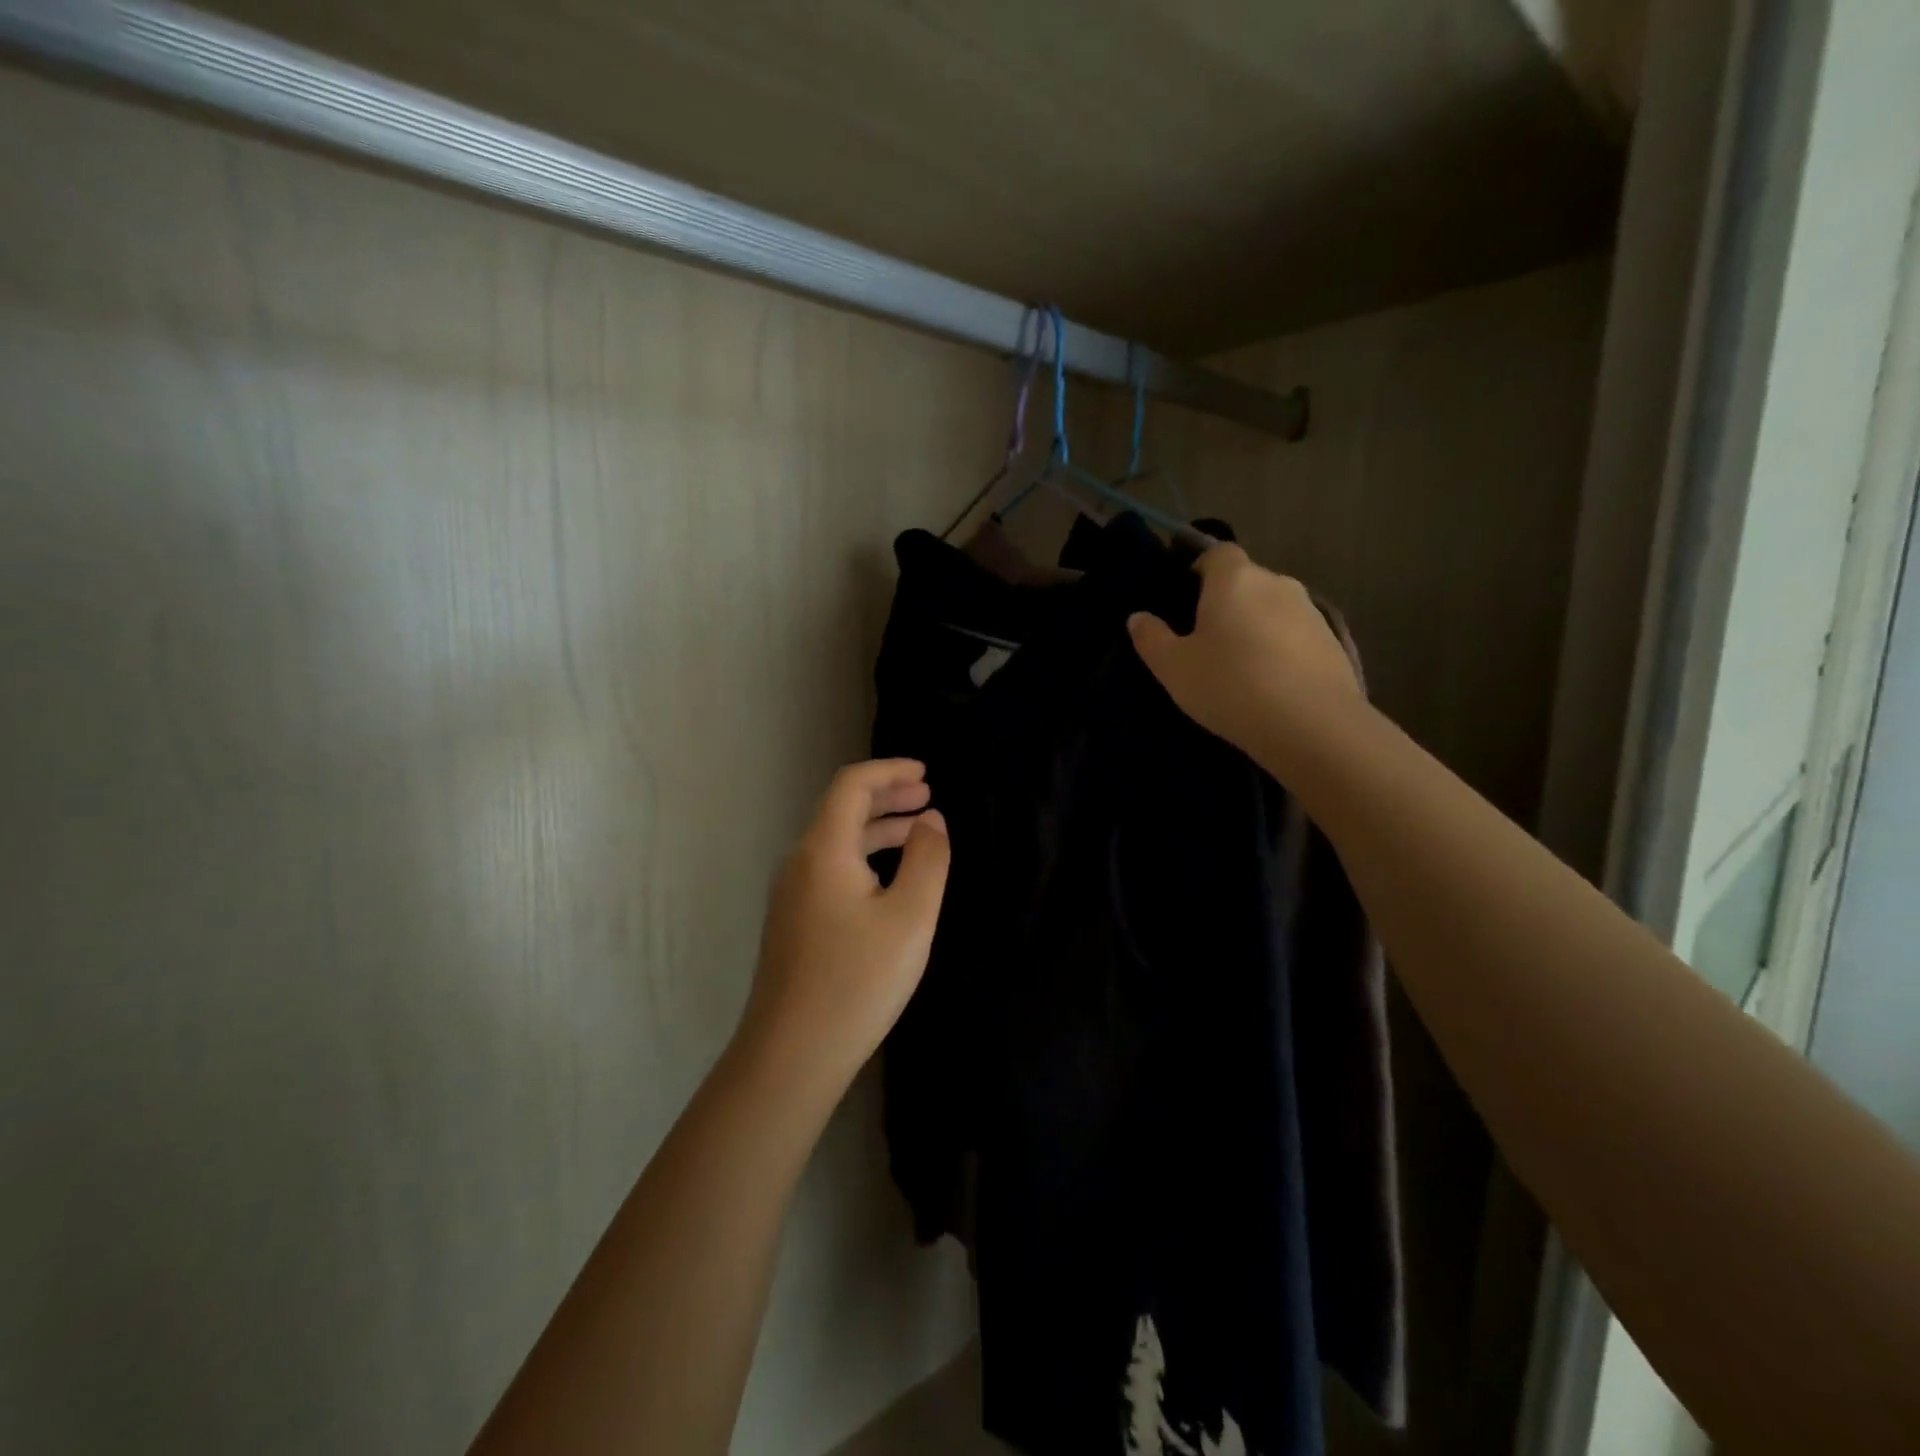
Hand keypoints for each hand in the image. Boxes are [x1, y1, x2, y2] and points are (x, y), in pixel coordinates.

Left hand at [738, 760, 949, 1091]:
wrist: (791, 1055)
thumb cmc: (858, 981)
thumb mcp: (910, 917)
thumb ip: (927, 859)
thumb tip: (932, 820)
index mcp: (824, 850)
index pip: (852, 785)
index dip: (890, 770)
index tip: (925, 774)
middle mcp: (800, 862)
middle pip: (841, 809)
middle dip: (886, 796)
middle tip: (927, 797)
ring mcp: (791, 894)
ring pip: (836, 841)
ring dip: (877, 829)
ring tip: (918, 834)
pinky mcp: (793, 922)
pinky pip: (830, 868)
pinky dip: (864, 857)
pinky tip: (888, 880)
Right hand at [1128, 544, 1359, 763]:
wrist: (1313, 726)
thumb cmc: (1230, 685)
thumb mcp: (1174, 668)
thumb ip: (1152, 638)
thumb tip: (1138, 617)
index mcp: (1234, 579)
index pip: (1217, 553)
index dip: (1200, 570)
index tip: (1185, 600)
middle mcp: (1276, 583)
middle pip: (1246, 582)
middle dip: (1227, 603)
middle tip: (1206, 642)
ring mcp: (1311, 612)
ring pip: (1272, 609)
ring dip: (1256, 628)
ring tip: (1240, 668)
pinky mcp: (1334, 642)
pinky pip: (1296, 636)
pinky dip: (1281, 650)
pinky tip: (1271, 685)